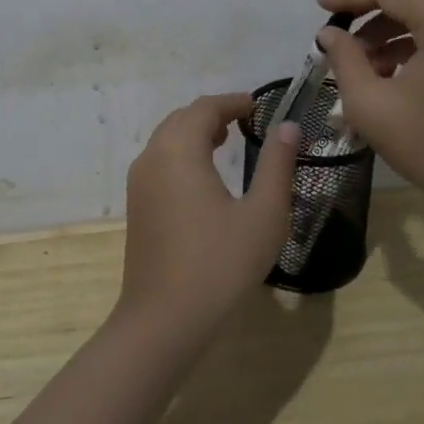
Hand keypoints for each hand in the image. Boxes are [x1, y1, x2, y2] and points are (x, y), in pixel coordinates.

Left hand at [116, 94, 299, 344]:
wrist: (164, 321)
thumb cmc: (220, 264)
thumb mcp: (263, 214)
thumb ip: (276, 165)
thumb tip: (287, 126)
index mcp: (179, 151)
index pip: (204, 108)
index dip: (231, 102)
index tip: (257, 106)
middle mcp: (152, 158)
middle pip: (181, 119)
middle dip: (212, 114)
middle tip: (244, 121)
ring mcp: (139, 184)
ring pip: (166, 140)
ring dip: (194, 133)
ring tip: (225, 141)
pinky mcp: (137, 207)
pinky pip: (159, 162)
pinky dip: (181, 154)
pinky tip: (203, 178)